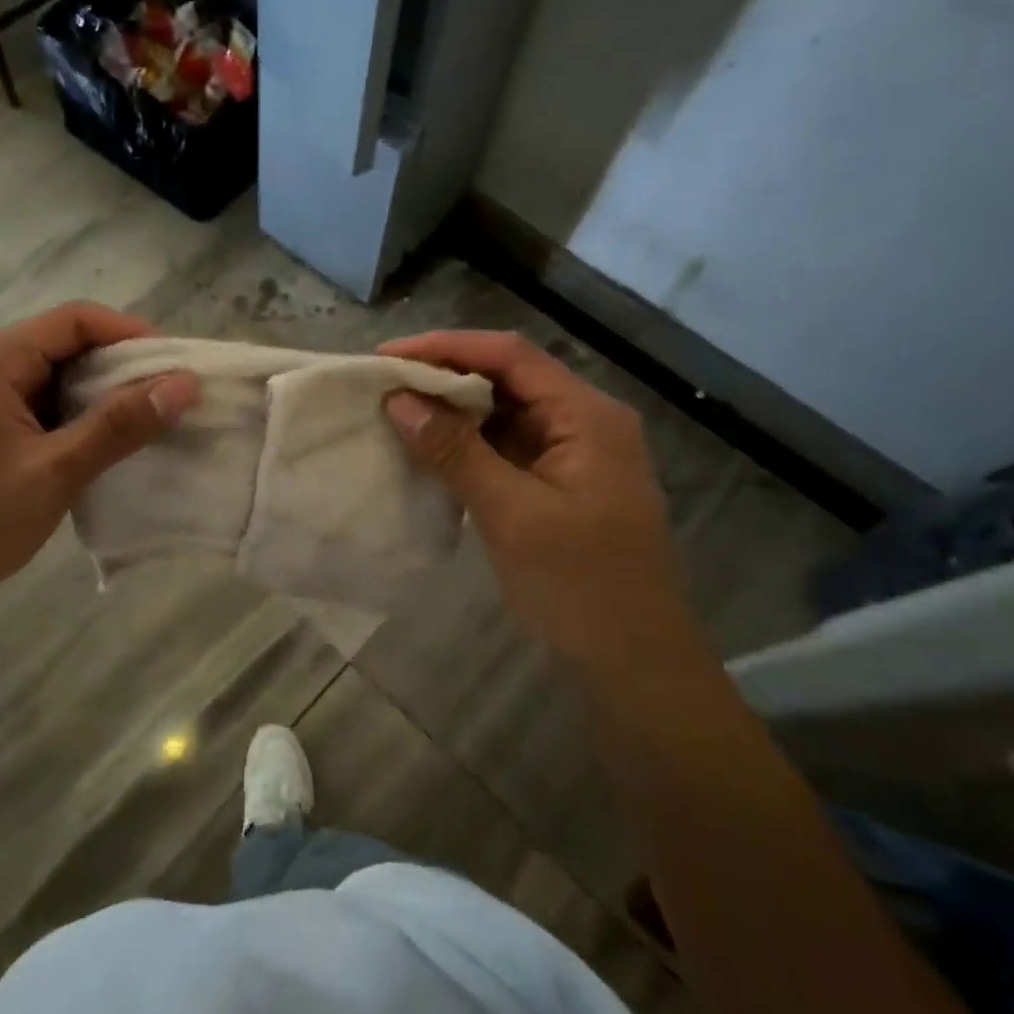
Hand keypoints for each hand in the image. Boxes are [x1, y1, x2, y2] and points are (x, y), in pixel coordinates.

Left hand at [0, 302, 198, 617]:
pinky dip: (83, 412)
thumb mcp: (55, 472)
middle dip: (122, 364)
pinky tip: (112, 436)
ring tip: (152, 415)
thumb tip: (185, 384)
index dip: (130, 334)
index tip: (176, 364)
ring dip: (105, 390)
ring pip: (60, 373)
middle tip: (172, 393)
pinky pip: (48, 400)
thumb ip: (119, 426)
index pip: (74, 320)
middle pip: (68, 342)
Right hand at [377, 330, 692, 666]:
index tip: (385, 358)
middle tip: (380, 385)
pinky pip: (500, 448)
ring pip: (500, 413)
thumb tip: (398, 400)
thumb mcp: (512, 515)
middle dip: (442, 377)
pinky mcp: (552, 484)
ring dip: (449, 412)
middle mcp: (581, 422)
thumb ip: (455, 451)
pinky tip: (423, 451)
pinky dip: (462, 445)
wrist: (633, 666)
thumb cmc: (581, 587)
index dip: (445, 347)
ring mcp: (568, 455)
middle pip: (505, 378)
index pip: (509, 356)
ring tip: (392, 412)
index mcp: (586, 416)